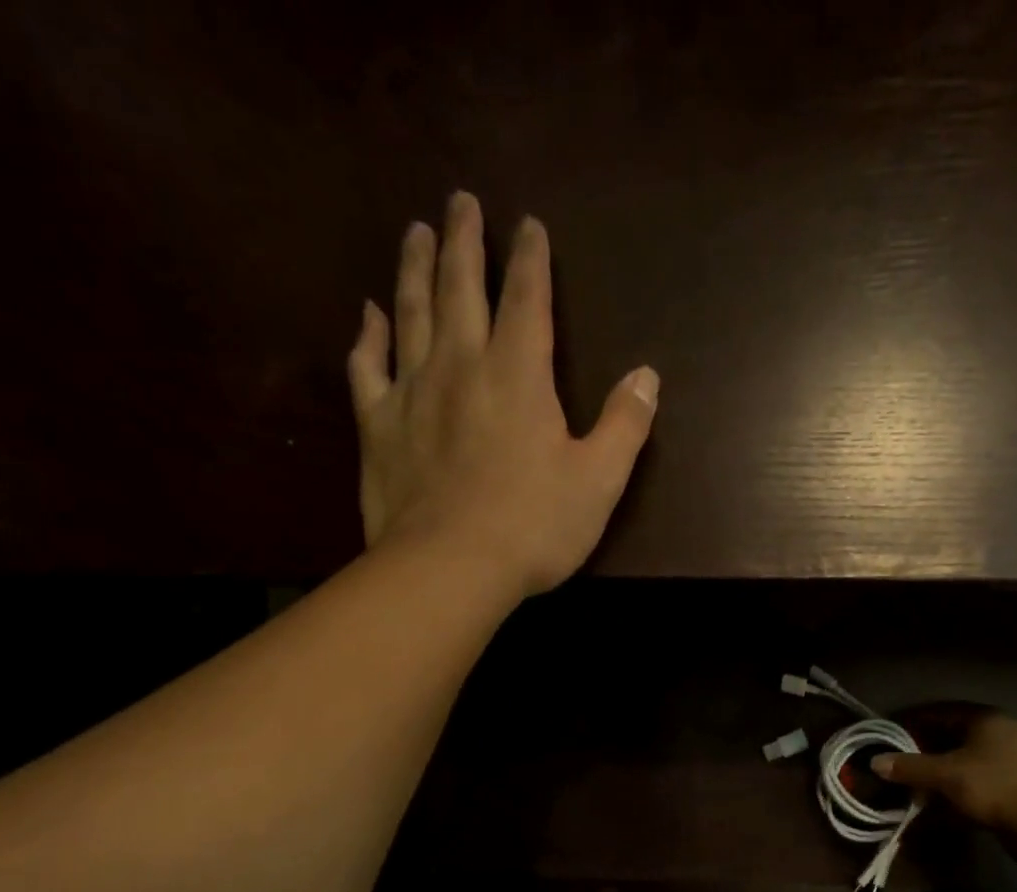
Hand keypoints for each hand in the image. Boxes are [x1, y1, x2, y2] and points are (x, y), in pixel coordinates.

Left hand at [346, 191, 659, 596]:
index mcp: (519, 377)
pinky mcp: (379, 425)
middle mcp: (461, 366)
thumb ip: (625, 425)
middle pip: (461, 288)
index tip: (528, 224)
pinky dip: (369, 335)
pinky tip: (369, 314)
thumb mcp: (599, 482)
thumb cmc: (534, 527)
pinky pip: (369, 366)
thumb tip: (648, 376)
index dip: (531, 259)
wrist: (450, 567)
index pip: (528, 301)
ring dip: (415, 268)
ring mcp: (413, 392)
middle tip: (460, 199)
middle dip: (464, 241)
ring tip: (417, 231)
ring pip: (410, 312)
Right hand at [873, 713, 1016, 836]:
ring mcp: (1010, 765)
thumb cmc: (997, 786)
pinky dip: (954, 797)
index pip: (941, 712)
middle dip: (923, 754)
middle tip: (895, 766)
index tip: (888, 734)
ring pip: (963, 767)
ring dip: (938, 779)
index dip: (913, 722)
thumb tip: (875, 762)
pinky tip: (935, 811)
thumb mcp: (947, 775)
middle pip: (952, 739)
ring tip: (910, 791)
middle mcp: (999, 736)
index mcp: (985, 720)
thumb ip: (911, 768)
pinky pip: (975, 788)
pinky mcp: (1015, 792)